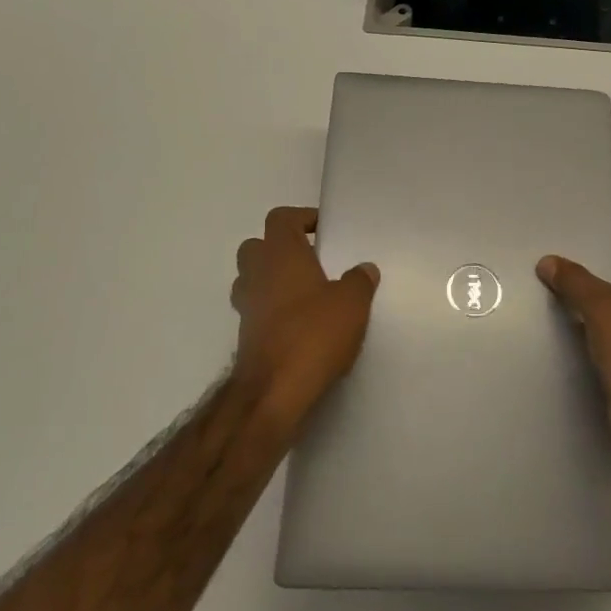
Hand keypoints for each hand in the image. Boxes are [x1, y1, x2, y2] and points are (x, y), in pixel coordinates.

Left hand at [231, 207, 379, 427]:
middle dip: (281, 248)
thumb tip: (364, 268)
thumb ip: (359, 281)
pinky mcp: (246, 337)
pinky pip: (257, 310)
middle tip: (311, 260)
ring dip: (273, 280)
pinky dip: (273, 310)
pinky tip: (300, 324)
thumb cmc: (313, 334)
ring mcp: (247, 307)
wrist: (273, 392)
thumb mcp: (352, 303)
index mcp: (280, 254)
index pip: (280, 218)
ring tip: (306, 293)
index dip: (301, 218)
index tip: (324, 230)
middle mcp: (257, 274)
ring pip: (252, 279)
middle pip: (257, 246)